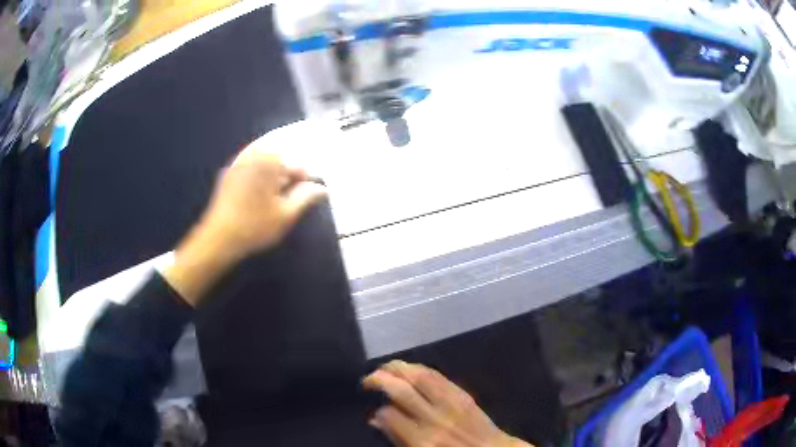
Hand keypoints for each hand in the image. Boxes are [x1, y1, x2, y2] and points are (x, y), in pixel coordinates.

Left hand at [163, 139, 326, 305]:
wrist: (218, 238)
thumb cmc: (255, 226)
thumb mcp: (286, 214)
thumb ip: (306, 197)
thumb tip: (323, 188)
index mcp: (269, 160)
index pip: (297, 165)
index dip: (305, 181)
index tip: (307, 196)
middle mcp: (253, 154)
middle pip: (280, 161)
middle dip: (288, 177)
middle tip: (290, 199)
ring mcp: (238, 163)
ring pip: (264, 164)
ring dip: (273, 177)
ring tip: (275, 199)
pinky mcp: (228, 174)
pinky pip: (249, 169)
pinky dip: (258, 178)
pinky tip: (258, 197)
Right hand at [364, 361, 532, 446]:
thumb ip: (397, 438)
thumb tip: (375, 419)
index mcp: (421, 439)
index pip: (388, 414)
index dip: (377, 410)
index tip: (375, 410)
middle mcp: (433, 418)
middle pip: (401, 390)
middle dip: (380, 379)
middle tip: (368, 379)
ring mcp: (450, 403)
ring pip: (419, 377)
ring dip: (398, 368)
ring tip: (385, 367)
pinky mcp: (462, 394)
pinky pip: (437, 376)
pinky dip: (419, 368)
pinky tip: (409, 368)